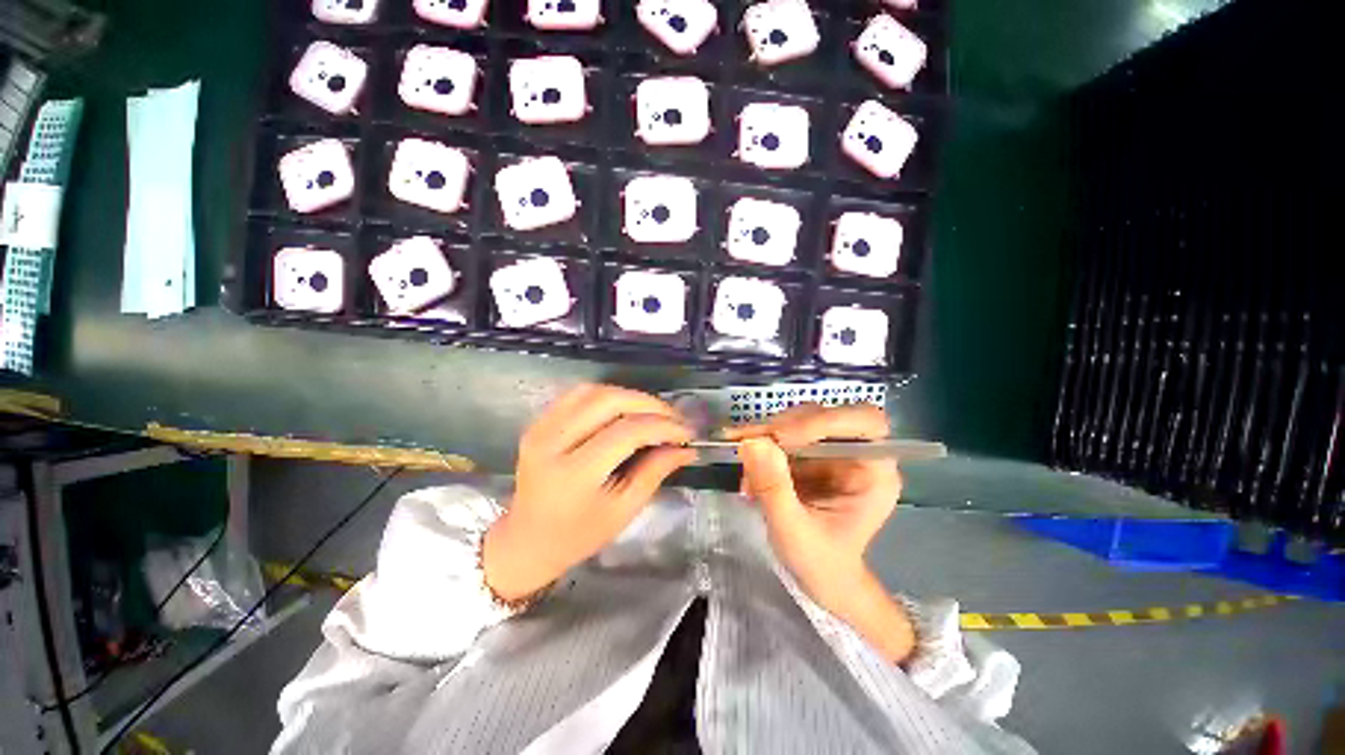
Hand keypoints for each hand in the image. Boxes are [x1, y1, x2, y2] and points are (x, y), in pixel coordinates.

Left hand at [483, 385, 696, 601]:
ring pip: (593, 391)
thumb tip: (686, 448)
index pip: (626, 433)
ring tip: (652, 413)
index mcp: (573, 474)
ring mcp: (540, 428)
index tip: (687, 432)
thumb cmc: (578, 535)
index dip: (662, 427)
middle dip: (648, 404)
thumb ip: (655, 472)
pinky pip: (577, 394)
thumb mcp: (623, 510)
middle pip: (608, 401)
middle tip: (673, 417)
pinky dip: (606, 395)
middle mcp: (552, 442)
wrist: (526, 540)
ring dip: (628, 396)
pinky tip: (623, 409)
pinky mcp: (538, 422)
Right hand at [727, 404, 913, 662]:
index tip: (781, 437)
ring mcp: (833, 452)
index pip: (864, 422)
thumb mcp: (793, 531)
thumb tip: (752, 441)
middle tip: (750, 443)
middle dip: (786, 426)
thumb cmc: (821, 564)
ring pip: (801, 421)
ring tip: (746, 466)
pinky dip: (762, 446)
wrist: (822, 580)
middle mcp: (857, 454)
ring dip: (768, 436)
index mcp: (874, 473)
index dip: (825, 421)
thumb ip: (773, 487)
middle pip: (826, 416)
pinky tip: (748, 471)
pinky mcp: (811, 455)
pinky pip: (784, 435)